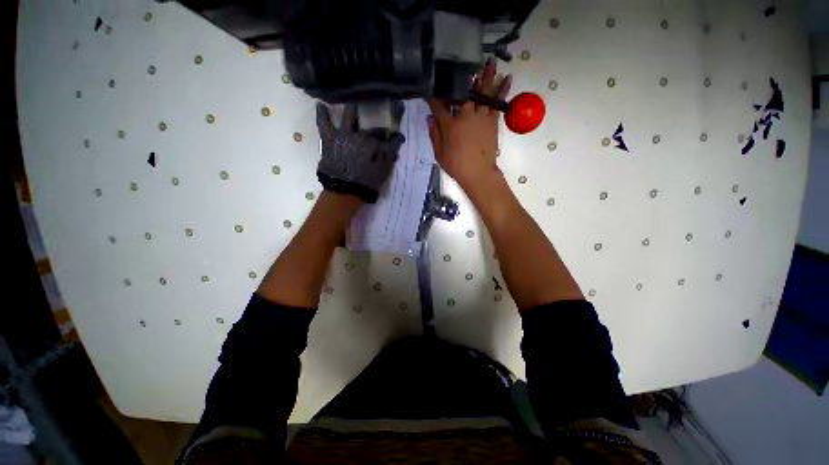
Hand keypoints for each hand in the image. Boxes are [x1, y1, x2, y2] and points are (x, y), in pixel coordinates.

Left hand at [316, 102, 404, 202]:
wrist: (345, 191)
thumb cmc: (367, 183)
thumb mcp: (384, 171)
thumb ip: (390, 155)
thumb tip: (397, 140)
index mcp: (376, 145)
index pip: (388, 139)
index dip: (393, 139)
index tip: (397, 139)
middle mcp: (361, 136)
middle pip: (372, 129)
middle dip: (379, 130)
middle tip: (381, 132)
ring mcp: (344, 135)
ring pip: (350, 117)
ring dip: (353, 110)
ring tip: (354, 103)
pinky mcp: (330, 138)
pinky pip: (324, 123)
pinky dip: (322, 114)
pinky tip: (320, 105)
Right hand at [427, 59, 511, 191]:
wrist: (478, 173)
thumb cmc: (456, 165)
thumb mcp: (439, 153)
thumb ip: (434, 134)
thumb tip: (430, 118)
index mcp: (450, 125)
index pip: (439, 105)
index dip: (433, 96)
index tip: (429, 88)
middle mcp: (465, 116)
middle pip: (462, 93)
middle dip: (461, 77)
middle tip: (461, 62)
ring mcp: (481, 117)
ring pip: (482, 93)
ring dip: (486, 76)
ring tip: (491, 60)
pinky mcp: (492, 122)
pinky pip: (497, 103)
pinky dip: (502, 91)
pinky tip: (507, 78)